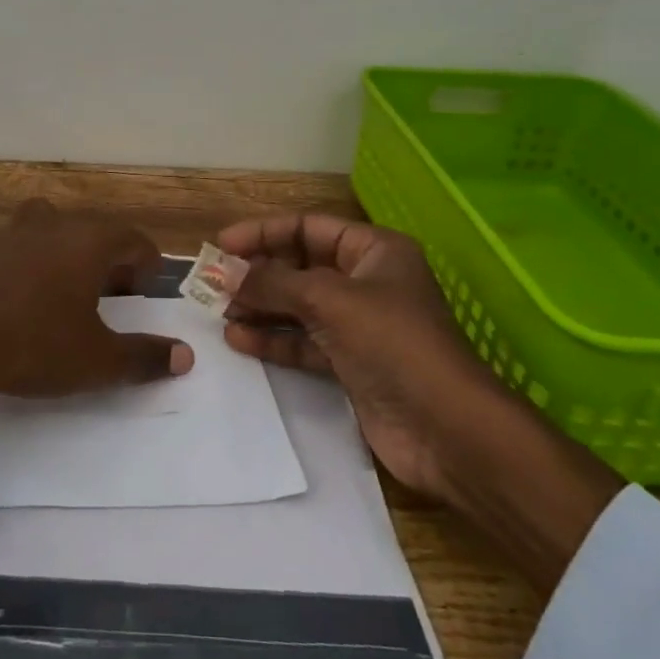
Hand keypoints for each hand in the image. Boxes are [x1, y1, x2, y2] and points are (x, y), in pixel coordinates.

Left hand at [0, 199, 194, 398]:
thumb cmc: (34, 344)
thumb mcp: (96, 360)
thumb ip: (143, 357)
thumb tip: (184, 356)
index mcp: (88, 241)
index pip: (133, 239)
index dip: (146, 265)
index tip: (145, 292)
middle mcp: (53, 225)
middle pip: (92, 231)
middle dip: (107, 259)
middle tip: (109, 295)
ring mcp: (10, 233)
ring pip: (50, 231)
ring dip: (64, 255)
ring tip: (63, 292)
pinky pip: (16, 248)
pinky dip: (28, 265)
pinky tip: (20, 300)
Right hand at [218, 215, 622, 592]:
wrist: (447, 430)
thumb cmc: (393, 344)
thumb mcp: (330, 300)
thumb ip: (273, 283)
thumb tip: (224, 271)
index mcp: (374, 251)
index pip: (308, 228)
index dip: (263, 233)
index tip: (221, 245)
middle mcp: (365, 282)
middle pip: (300, 267)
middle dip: (258, 274)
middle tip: (212, 284)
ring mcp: (359, 325)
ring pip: (298, 306)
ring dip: (260, 307)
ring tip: (220, 314)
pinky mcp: (351, 364)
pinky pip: (304, 342)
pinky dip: (274, 340)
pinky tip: (240, 340)